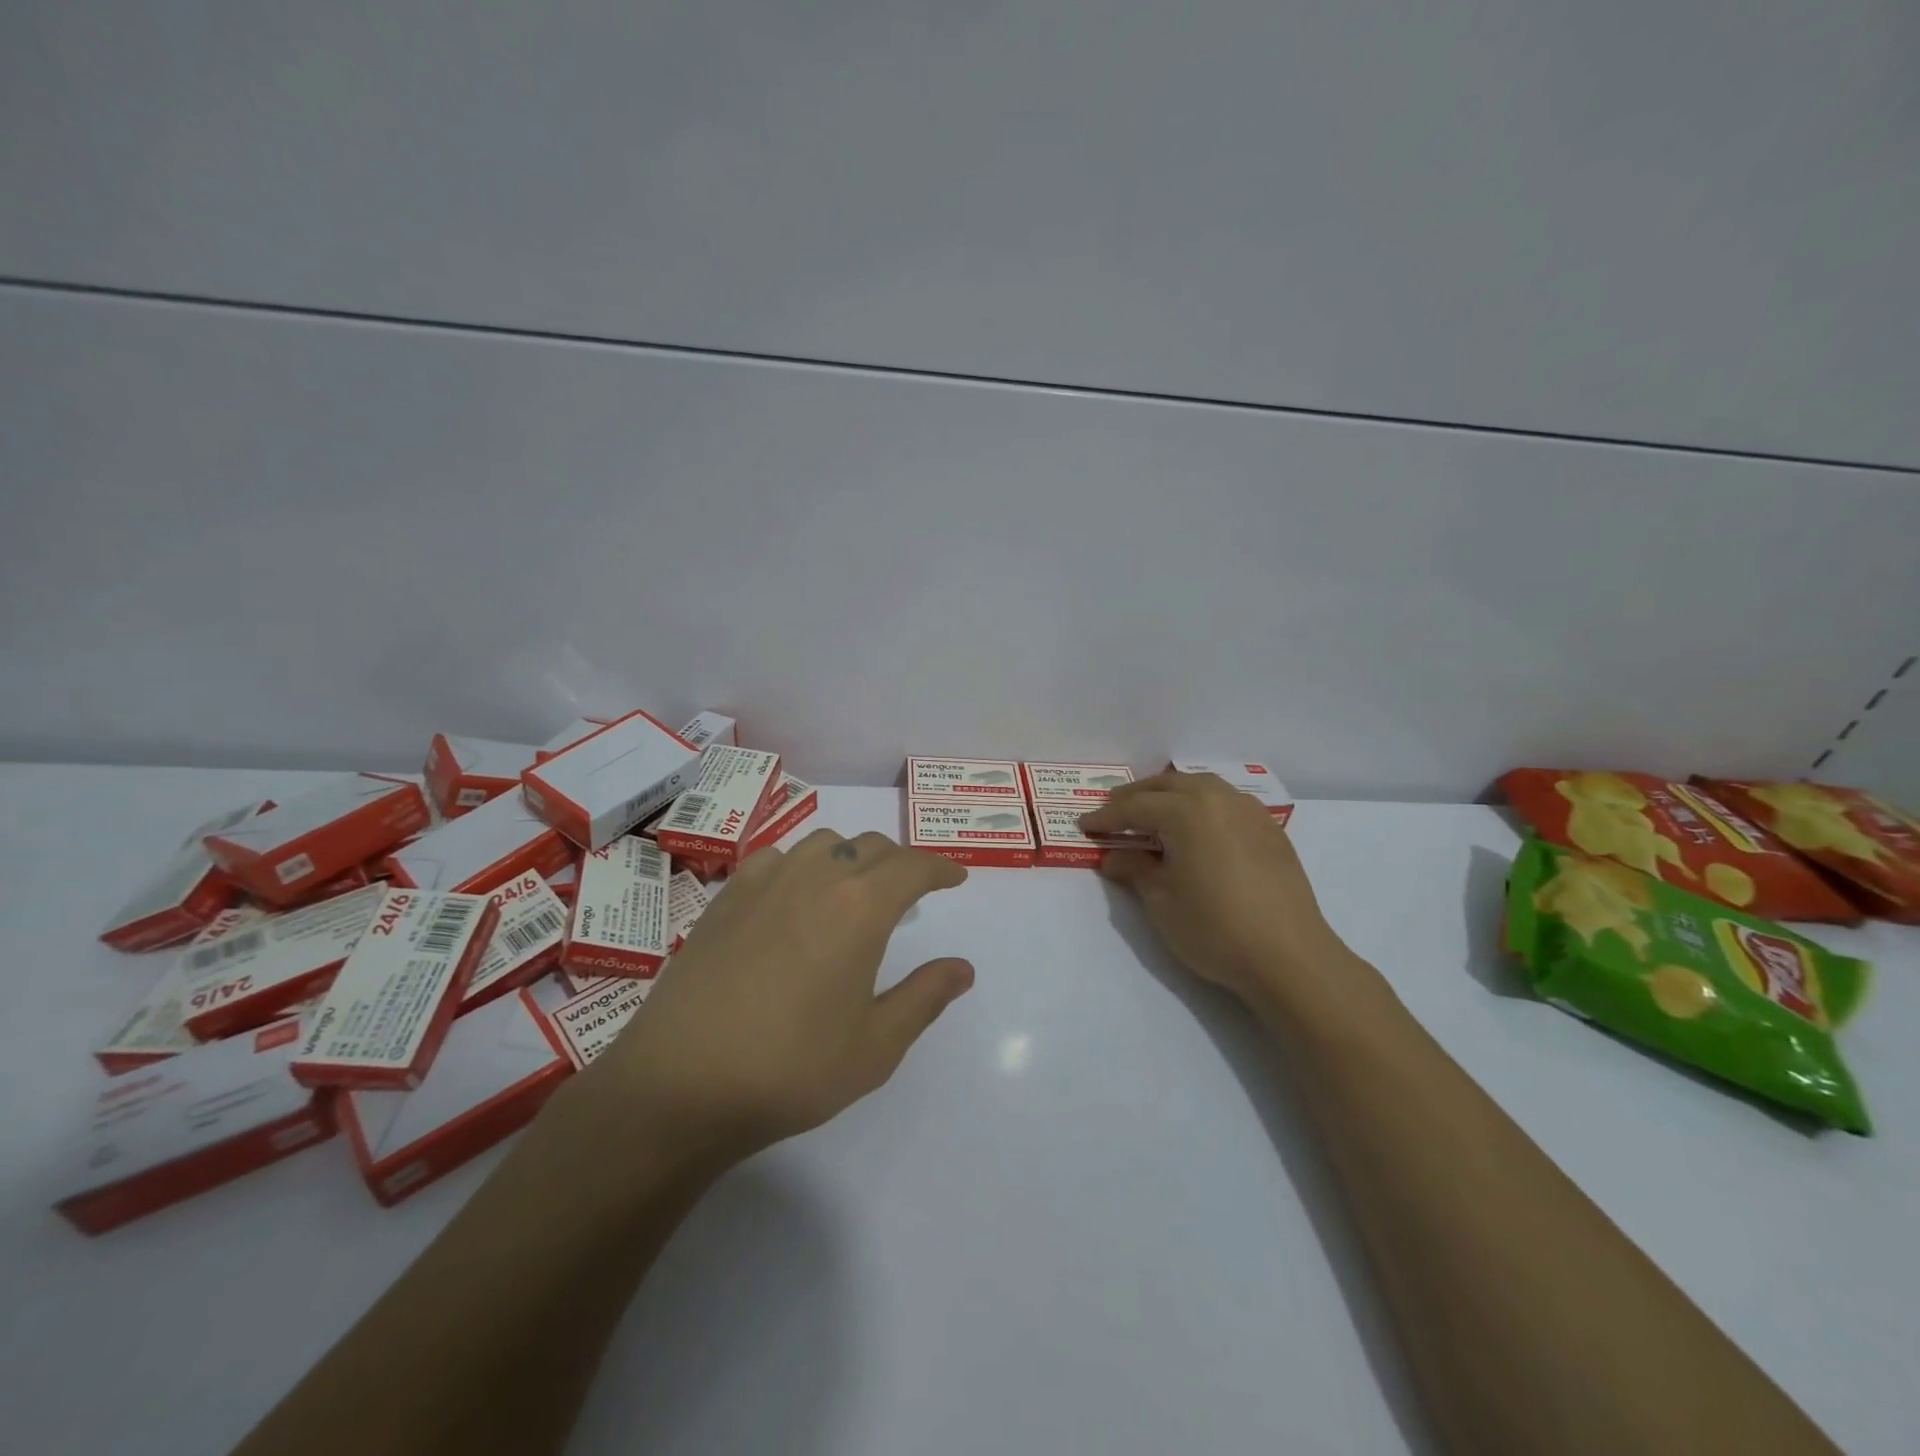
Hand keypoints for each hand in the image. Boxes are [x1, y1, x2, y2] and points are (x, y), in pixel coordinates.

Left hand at [583, 829, 974, 1162]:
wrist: (679, 1084)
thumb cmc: (790, 1068)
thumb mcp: (875, 1047)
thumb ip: (924, 997)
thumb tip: (962, 968)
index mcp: (860, 907)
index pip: (913, 867)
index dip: (940, 869)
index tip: (955, 878)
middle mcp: (815, 877)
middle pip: (870, 847)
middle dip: (900, 863)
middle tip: (910, 893)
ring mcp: (765, 881)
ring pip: (824, 844)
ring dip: (851, 858)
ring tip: (854, 892)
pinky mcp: (726, 897)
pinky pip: (777, 858)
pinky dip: (802, 866)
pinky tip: (793, 898)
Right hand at [1082, 771, 1366, 1016]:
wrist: (1289, 957)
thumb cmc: (1215, 929)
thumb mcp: (1162, 901)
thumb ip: (1135, 869)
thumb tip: (1115, 856)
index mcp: (1186, 811)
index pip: (1135, 807)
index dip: (1106, 817)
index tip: (1085, 825)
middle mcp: (1217, 798)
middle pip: (1167, 785)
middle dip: (1135, 797)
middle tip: (1112, 813)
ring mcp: (1248, 811)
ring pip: (1200, 786)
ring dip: (1170, 794)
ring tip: (1152, 813)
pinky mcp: (1269, 829)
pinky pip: (1226, 802)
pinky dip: (1201, 804)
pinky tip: (1197, 826)